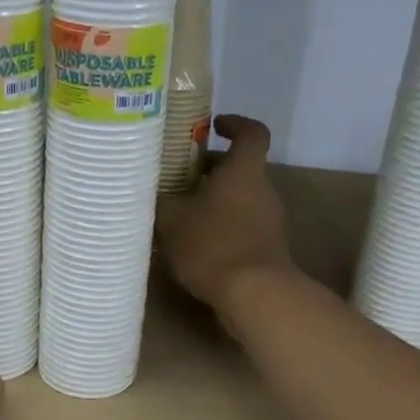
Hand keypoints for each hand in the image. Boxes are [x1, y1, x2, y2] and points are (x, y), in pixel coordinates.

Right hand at [156, 114, 296, 315]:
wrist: (254, 295)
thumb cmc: (212, 243)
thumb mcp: (171, 218)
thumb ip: (160, 199)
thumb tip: (150, 190)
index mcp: (243, 171)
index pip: (252, 132)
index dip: (235, 124)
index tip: (214, 126)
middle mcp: (262, 190)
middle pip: (240, 169)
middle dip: (211, 170)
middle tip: (180, 177)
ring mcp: (269, 221)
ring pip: (240, 199)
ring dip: (214, 201)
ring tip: (180, 215)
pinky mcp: (267, 249)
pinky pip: (241, 226)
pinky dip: (221, 227)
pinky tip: (194, 245)